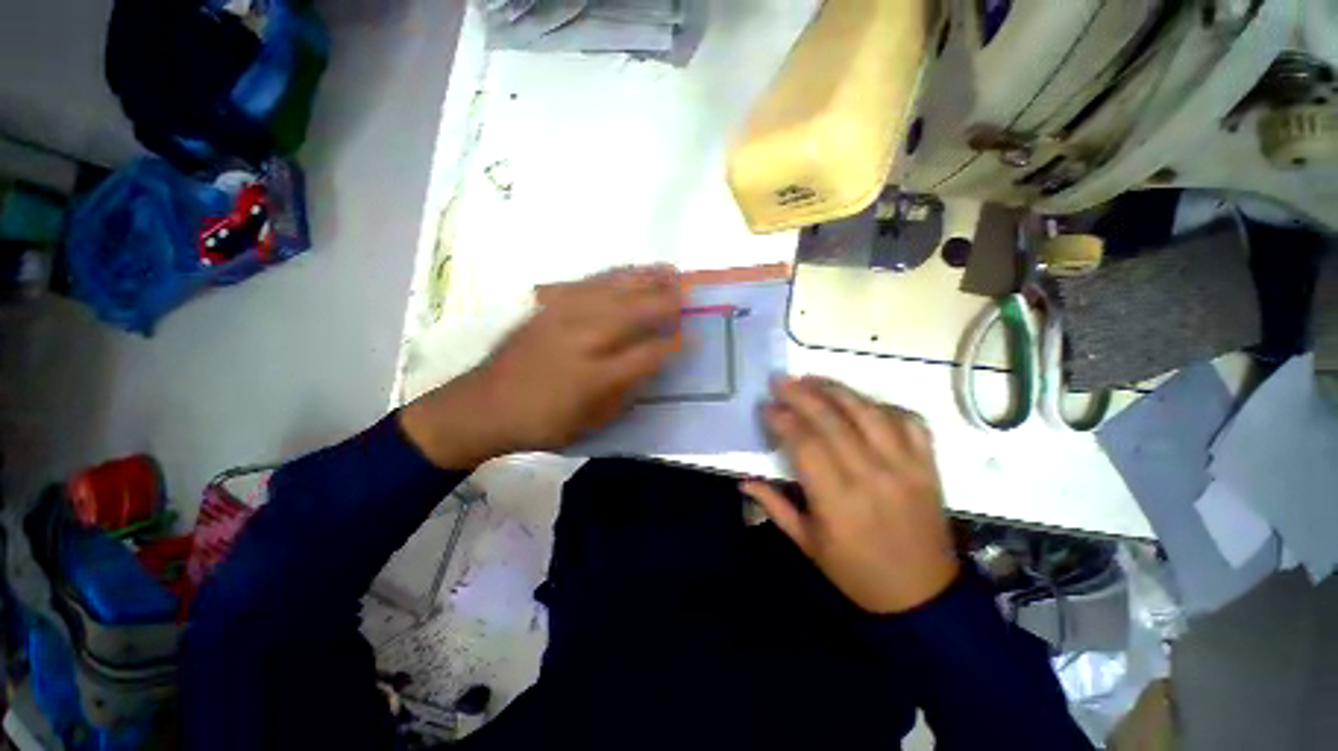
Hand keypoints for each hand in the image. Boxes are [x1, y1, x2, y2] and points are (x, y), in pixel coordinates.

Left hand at [402, 265, 683, 468]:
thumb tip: (651, 366)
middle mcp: (584, 340)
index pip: (648, 354)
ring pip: (615, 289)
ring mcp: (565, 317)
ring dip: (646, 279)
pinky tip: (629, 271)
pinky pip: (589, 282)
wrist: (484, 405)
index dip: (674, 345)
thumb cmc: (543, 422)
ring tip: (670, 270)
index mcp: (596, 376)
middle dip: (667, 301)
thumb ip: (625, 393)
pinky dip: (615, 274)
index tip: (693, 337)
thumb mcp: (591, 423)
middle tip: (690, 293)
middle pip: (635, 312)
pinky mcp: (549, 306)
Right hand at [742, 377, 958, 613]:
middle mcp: (872, 477)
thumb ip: (774, 506)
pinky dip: (885, 406)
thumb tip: (743, 479)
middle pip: (833, 421)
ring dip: (838, 390)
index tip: (766, 406)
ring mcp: (905, 468)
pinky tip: (863, 402)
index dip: (782, 420)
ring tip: (813, 378)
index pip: (805, 444)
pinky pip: (910, 422)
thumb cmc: (856, 573)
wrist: (923, 597)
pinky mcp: (928, 467)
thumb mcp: (807, 544)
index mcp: (838, 502)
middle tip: (781, 380)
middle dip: (802, 395)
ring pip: (870, 413)